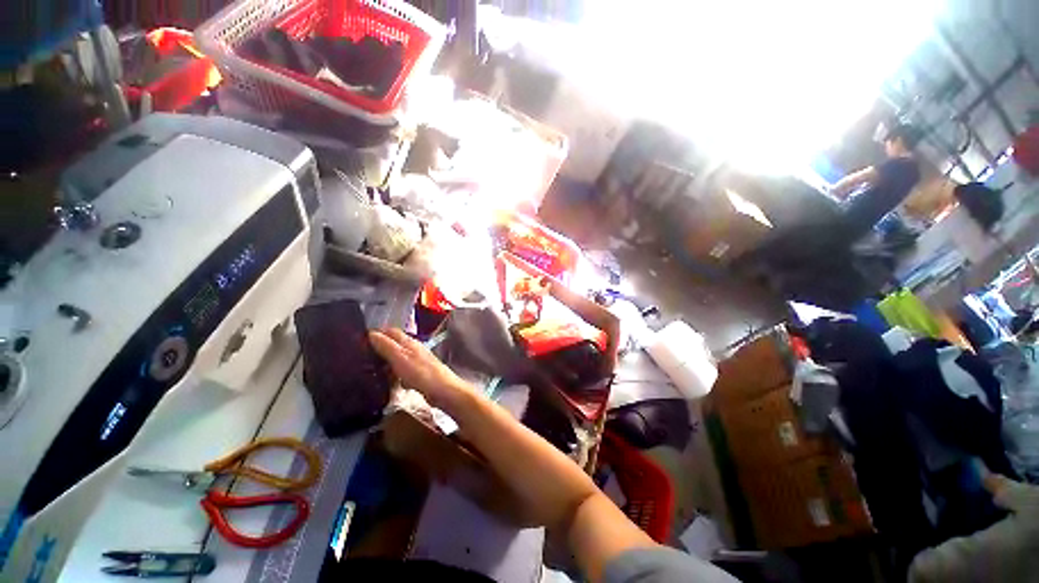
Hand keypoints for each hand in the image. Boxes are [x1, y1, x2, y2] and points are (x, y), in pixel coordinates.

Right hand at [369, 328, 474, 410]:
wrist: (442, 390)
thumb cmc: (421, 373)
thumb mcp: (400, 358)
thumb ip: (386, 346)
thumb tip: (371, 333)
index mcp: (409, 342)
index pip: (391, 331)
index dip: (377, 333)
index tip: (360, 340)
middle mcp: (414, 349)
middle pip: (393, 345)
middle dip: (379, 349)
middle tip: (361, 358)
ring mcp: (417, 362)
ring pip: (397, 359)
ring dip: (385, 364)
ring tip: (369, 372)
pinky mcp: (419, 375)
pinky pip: (402, 372)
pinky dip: (394, 375)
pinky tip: (388, 383)